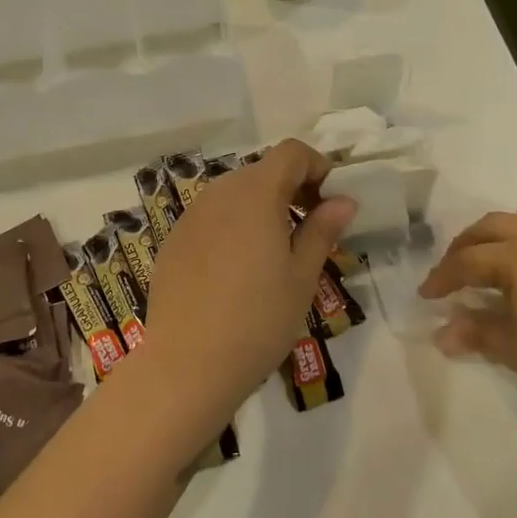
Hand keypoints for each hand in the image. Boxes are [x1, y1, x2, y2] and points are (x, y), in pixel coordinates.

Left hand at [135, 140, 355, 434]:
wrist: (187, 365)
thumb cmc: (258, 319)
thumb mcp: (301, 276)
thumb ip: (322, 229)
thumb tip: (343, 200)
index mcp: (255, 193)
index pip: (292, 152)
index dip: (317, 167)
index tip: (331, 202)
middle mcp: (219, 193)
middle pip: (262, 171)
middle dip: (292, 189)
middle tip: (311, 230)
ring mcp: (191, 216)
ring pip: (235, 194)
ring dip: (262, 208)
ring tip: (275, 253)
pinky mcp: (173, 241)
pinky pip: (211, 218)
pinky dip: (233, 227)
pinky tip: (237, 272)